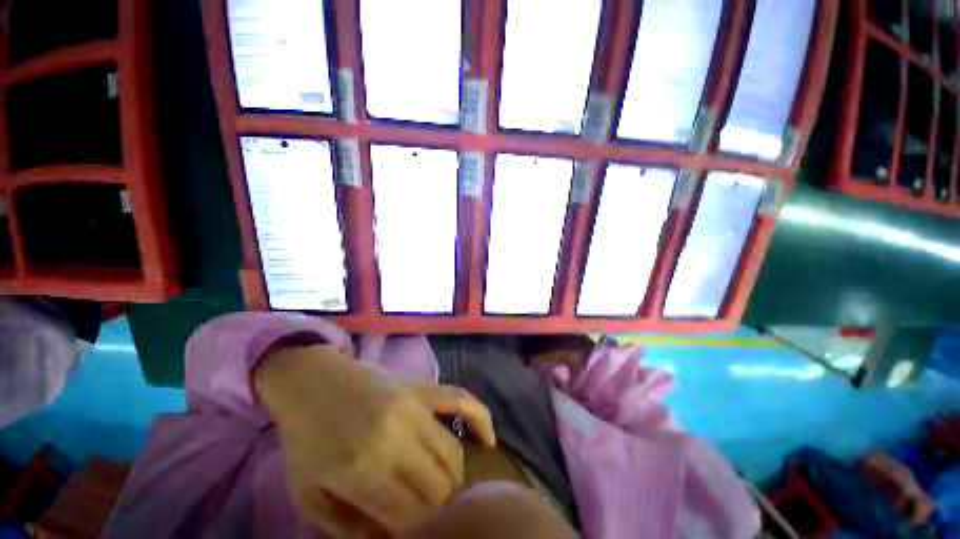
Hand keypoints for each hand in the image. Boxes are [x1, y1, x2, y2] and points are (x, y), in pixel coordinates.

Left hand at [254, 344, 494, 536]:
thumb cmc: (305, 436)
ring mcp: (414, 407)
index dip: (418, 531)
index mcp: (361, 471)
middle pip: (438, 488)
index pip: (411, 517)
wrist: (312, 380)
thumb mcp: (308, 493)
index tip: (416, 531)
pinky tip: (489, 439)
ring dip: (454, 478)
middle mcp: (396, 439)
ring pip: (453, 454)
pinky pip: (462, 400)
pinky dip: (481, 419)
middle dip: (439, 510)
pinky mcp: (422, 386)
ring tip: (446, 486)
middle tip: (431, 513)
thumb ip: (345, 527)